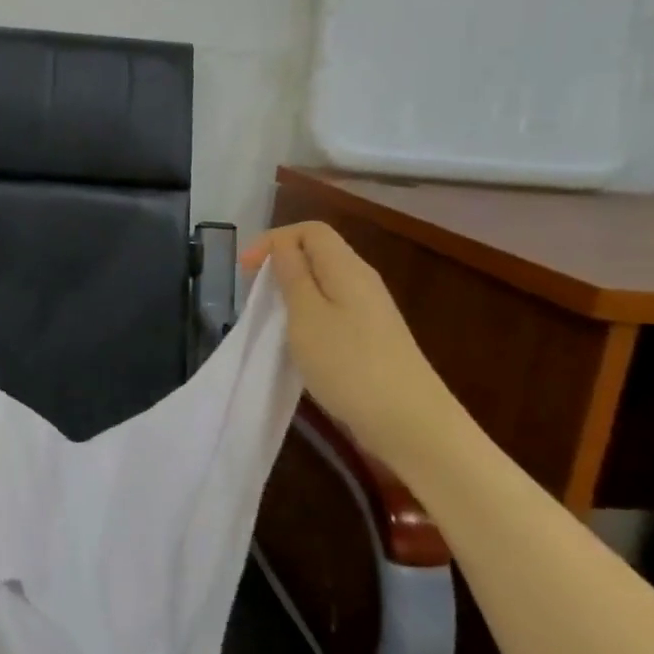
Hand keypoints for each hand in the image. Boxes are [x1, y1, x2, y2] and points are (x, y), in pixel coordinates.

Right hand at [243, 222, 470, 470]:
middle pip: (318, 253)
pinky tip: (296, 341)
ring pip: (323, 283)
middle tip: (253, 293)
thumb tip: (282, 246)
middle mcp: (361, 281)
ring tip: (269, 317)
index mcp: (347, 268)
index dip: (272, 240)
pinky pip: (332, 309)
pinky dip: (307, 314)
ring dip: (291, 291)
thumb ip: (293, 276)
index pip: (309, 230)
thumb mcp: (307, 317)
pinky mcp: (371, 337)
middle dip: (280, 264)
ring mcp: (370, 311)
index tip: (244, 270)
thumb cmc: (349, 364)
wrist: (409, 422)